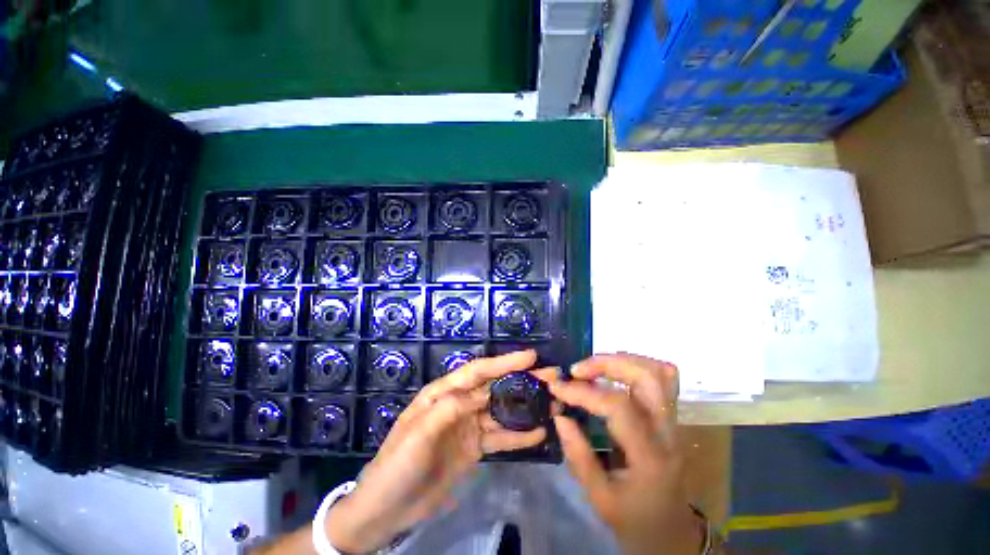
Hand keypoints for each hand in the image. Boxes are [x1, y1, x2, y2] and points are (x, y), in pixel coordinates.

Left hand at [325, 350, 550, 552]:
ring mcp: (468, 426)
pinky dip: (519, 436)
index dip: (504, 362)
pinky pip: (500, 438)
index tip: (531, 357)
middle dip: (522, 380)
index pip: (478, 371)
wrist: (387, 509)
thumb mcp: (418, 433)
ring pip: (501, 411)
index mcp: (443, 393)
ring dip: (526, 407)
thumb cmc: (397, 465)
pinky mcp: (474, 448)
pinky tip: (539, 433)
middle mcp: (459, 403)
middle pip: (495, 387)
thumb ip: (449, 409)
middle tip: (551, 376)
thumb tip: (482, 393)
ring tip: (553, 403)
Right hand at [548, 354, 700, 554]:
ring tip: (592, 368)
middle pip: (647, 376)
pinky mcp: (670, 417)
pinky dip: (634, 366)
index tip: (556, 388)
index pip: (618, 406)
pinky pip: (660, 378)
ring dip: (621, 360)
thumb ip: (578, 455)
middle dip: (607, 363)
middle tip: (577, 369)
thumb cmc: (635, 521)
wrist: (673, 534)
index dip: (583, 392)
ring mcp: (674, 422)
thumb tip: (559, 414)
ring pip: (658, 371)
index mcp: (651, 457)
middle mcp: (668, 432)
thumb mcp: (600, 499)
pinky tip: (613, 375)